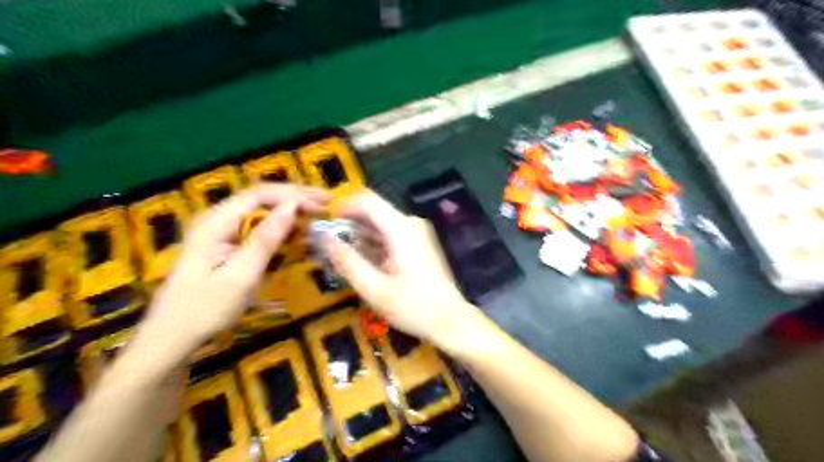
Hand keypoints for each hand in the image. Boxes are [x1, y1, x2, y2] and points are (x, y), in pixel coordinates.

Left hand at [137, 184, 328, 356]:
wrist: (173, 337)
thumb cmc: (206, 309)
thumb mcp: (240, 276)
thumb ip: (265, 239)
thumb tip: (292, 206)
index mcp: (216, 222)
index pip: (260, 194)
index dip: (294, 195)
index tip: (323, 204)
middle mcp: (217, 218)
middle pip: (262, 197)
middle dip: (296, 197)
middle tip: (328, 203)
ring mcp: (220, 231)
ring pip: (261, 210)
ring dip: (290, 210)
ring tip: (319, 214)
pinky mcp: (226, 244)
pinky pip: (257, 226)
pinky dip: (281, 227)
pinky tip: (298, 231)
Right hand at [321, 189, 476, 346]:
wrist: (450, 320)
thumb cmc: (412, 307)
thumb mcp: (373, 288)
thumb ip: (347, 261)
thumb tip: (324, 237)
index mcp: (400, 228)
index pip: (366, 200)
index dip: (342, 208)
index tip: (325, 228)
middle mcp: (410, 223)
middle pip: (372, 211)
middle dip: (349, 225)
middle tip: (329, 248)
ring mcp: (417, 232)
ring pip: (380, 224)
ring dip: (360, 236)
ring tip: (342, 258)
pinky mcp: (419, 243)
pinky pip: (390, 235)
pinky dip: (374, 244)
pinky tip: (364, 264)